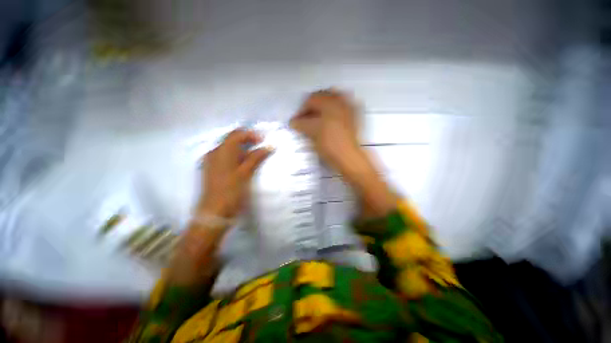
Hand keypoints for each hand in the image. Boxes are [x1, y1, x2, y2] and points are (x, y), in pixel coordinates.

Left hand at [197, 129, 272, 218]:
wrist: (214, 213)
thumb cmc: (231, 192)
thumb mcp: (245, 173)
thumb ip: (256, 157)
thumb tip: (269, 146)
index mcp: (222, 151)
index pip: (237, 134)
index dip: (251, 134)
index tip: (264, 141)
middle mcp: (214, 152)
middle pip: (232, 140)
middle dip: (248, 141)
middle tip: (261, 148)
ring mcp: (212, 161)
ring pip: (229, 149)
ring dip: (243, 149)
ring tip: (256, 157)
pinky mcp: (212, 170)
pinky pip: (226, 157)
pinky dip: (237, 157)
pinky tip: (245, 165)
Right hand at [291, 89, 396, 216]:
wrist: (349, 158)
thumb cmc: (330, 145)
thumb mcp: (313, 133)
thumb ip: (301, 124)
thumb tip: (293, 121)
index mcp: (330, 103)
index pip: (311, 100)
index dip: (301, 110)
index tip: (296, 121)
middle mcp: (341, 101)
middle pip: (323, 96)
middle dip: (312, 106)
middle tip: (305, 118)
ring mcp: (350, 108)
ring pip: (333, 99)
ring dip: (322, 106)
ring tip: (315, 118)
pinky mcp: (354, 116)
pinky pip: (342, 106)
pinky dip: (333, 109)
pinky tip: (328, 118)